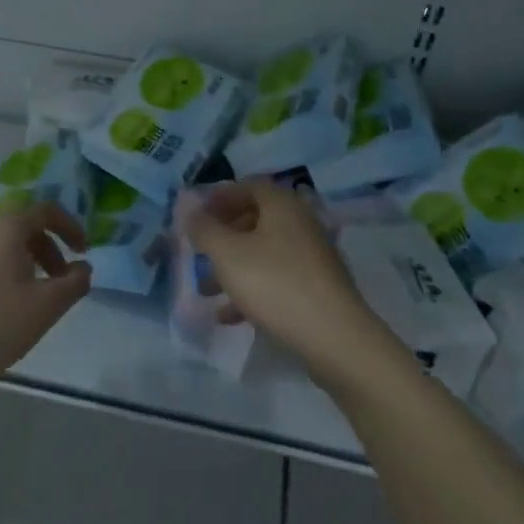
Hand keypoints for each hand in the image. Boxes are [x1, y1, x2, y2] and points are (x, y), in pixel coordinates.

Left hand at [0, 203, 91, 395]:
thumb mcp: (46, 308)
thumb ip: (74, 283)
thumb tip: (82, 267)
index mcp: (3, 229)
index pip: (44, 210)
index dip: (70, 227)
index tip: (83, 252)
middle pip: (18, 228)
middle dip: (45, 250)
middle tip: (57, 283)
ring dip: (18, 264)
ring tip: (24, 300)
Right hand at [181, 181, 398, 384]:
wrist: (334, 338)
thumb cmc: (275, 284)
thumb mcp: (227, 254)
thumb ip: (204, 229)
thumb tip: (188, 209)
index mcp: (282, 205)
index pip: (248, 186)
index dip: (219, 196)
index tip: (195, 216)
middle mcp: (300, 223)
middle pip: (255, 219)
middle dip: (222, 235)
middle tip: (199, 251)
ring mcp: (311, 257)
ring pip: (263, 253)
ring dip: (232, 267)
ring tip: (206, 290)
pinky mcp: (316, 288)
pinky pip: (276, 280)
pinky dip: (251, 291)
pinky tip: (228, 316)